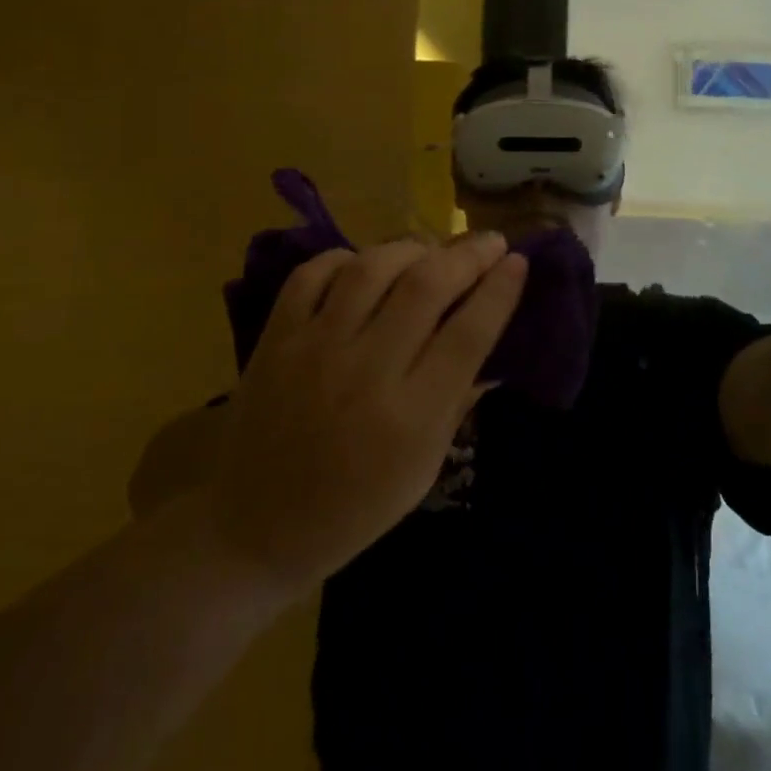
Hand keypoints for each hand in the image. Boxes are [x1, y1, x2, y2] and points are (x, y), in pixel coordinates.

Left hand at [202, 234, 526, 595]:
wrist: (251, 529)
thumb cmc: (351, 511)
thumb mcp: (422, 471)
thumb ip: (457, 401)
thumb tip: (492, 345)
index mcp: (409, 419)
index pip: (468, 335)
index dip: (499, 292)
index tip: (518, 263)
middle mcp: (365, 372)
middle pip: (426, 287)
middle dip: (468, 255)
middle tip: (491, 241)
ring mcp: (315, 348)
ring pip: (372, 268)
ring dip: (412, 247)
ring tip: (432, 249)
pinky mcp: (276, 337)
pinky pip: (314, 273)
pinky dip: (345, 258)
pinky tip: (365, 264)